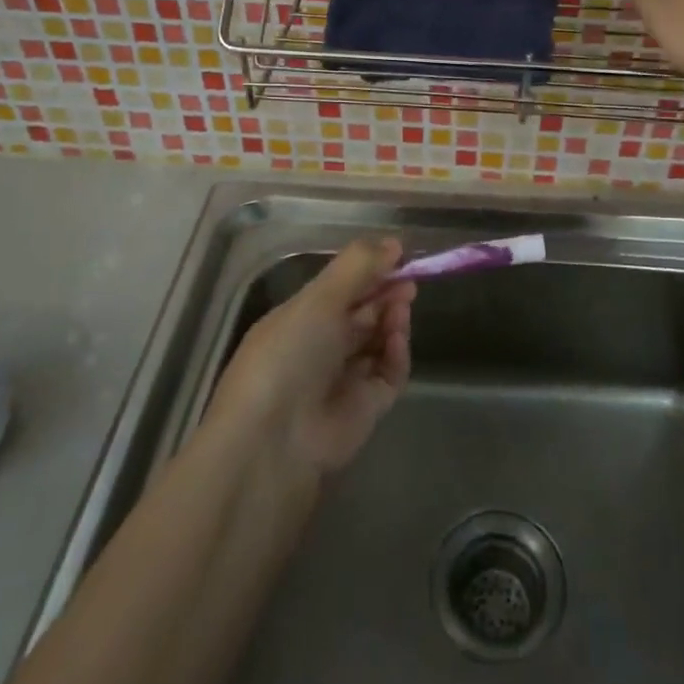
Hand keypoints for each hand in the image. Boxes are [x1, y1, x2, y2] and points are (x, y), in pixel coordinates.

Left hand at [204, 238, 413, 477]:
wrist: (274, 441)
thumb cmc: (288, 355)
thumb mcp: (319, 300)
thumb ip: (358, 267)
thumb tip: (394, 242)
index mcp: (300, 319)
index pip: (340, 290)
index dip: (367, 272)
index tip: (397, 256)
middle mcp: (320, 348)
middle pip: (362, 314)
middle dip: (385, 295)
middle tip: (409, 283)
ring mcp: (343, 379)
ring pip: (378, 341)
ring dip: (392, 321)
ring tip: (402, 307)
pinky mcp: (366, 408)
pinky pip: (389, 373)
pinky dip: (396, 354)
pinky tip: (397, 340)